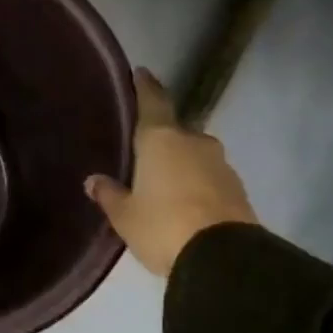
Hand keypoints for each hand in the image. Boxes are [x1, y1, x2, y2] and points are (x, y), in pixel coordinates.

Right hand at [85, 68, 257, 277]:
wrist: (224, 260)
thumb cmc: (163, 226)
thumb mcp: (125, 215)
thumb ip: (109, 194)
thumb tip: (94, 180)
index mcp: (161, 139)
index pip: (152, 101)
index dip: (145, 86)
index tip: (141, 72)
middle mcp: (194, 142)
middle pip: (176, 130)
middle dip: (162, 137)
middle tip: (144, 150)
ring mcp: (221, 165)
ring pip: (195, 154)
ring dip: (182, 162)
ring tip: (164, 180)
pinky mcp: (238, 190)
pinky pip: (210, 177)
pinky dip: (197, 183)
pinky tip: (185, 200)